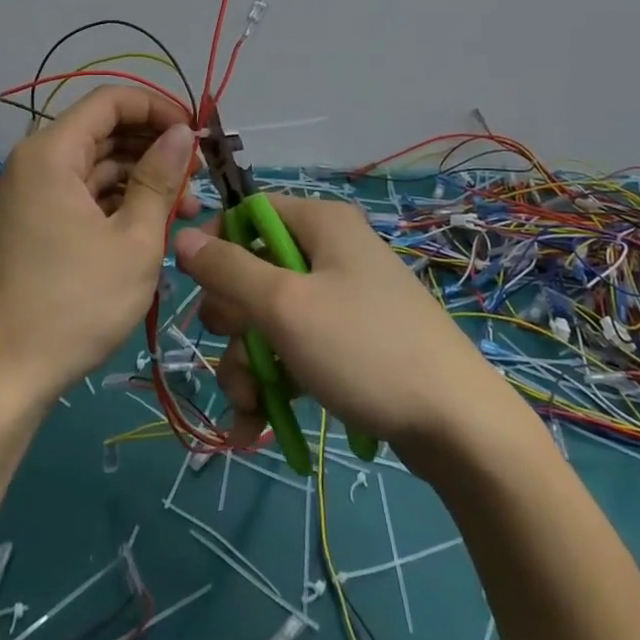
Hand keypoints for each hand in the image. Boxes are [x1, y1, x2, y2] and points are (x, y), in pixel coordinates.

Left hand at [0, 87, 198, 401]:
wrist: (3, 378)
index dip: (159, 107)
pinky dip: (120, 203)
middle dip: (155, 147)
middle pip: (105, 131)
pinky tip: (153, 227)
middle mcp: (39, 163)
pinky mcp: (38, 224)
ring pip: (99, 166)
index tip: (196, 134)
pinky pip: (85, 195)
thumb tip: (182, 132)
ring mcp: (35, 195)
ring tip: (185, 211)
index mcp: (53, 153)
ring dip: (143, 179)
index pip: (112, 101)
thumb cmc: (75, 304)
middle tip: (198, 176)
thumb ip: (160, 179)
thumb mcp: (133, 240)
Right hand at [173, 195, 506, 461]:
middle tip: (238, 354)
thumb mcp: (285, 306)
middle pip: (254, 272)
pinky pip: (294, 350)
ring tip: (250, 408)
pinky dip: (274, 382)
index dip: (216, 244)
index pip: (249, 213)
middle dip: (234, 323)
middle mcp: (330, 252)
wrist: (458, 427)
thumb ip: (229, 270)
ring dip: (248, 364)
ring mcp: (341, 301)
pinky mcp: (348, 344)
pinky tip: (257, 426)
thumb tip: (182, 238)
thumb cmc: (364, 348)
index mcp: (320, 224)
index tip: (192, 284)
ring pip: (269, 320)